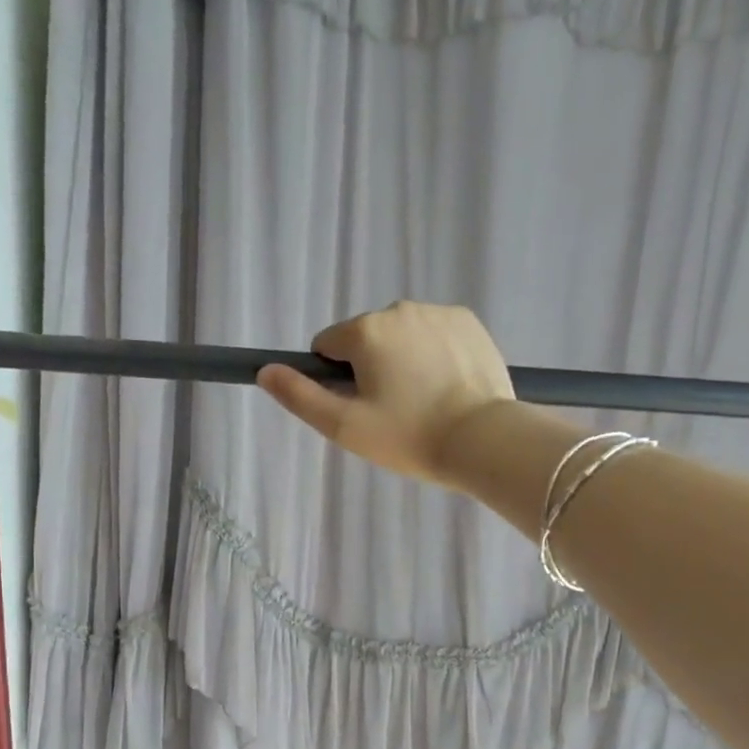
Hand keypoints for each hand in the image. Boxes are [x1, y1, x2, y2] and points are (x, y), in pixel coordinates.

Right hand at [256, 301, 516, 486]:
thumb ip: (300, 396)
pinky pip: (434, 335)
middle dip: (371, 369)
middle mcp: (399, 309)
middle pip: (366, 340)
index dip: (336, 381)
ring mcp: (438, 311)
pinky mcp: (469, 321)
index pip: (327, 347)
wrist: (483, 440)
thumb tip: (265, 370)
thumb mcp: (344, 426)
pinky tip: (447, 387)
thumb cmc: (408, 436)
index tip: (361, 409)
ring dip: (403, 361)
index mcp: (365, 330)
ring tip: (424, 403)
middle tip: (394, 413)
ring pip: (401, 337)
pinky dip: (434, 355)